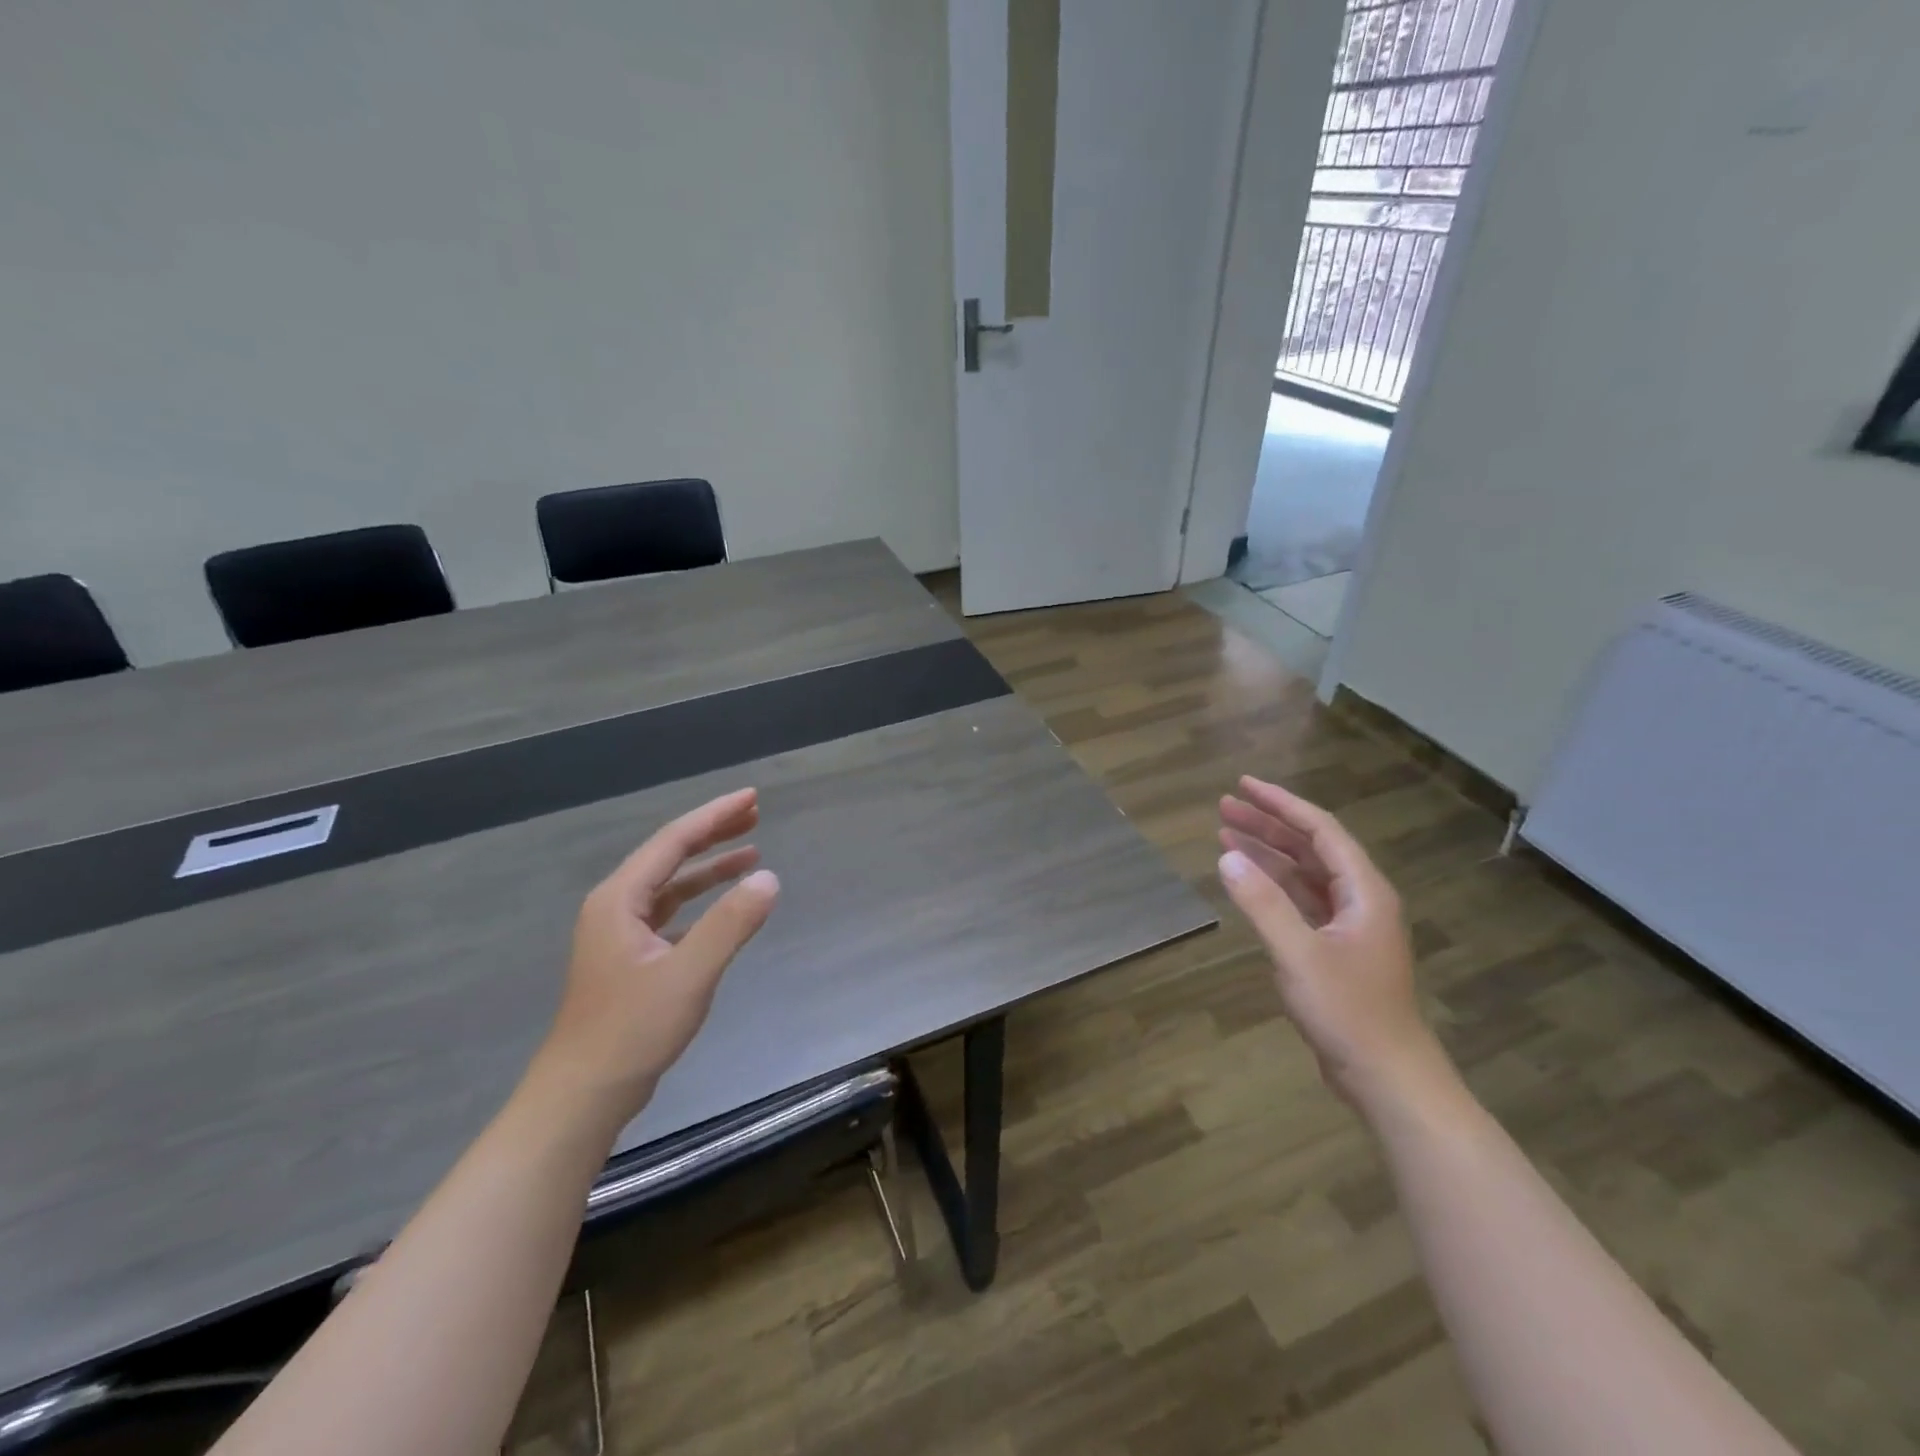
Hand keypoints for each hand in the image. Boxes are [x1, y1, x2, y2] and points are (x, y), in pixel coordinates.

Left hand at [539, 788, 778, 1119]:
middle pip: (670, 856)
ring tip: (752, 853)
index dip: (715, 816)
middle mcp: (615, 907)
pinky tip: (725, 907)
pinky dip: (701, 902)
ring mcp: (620, 934)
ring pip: (671, 886)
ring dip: (710, 868)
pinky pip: (671, 913)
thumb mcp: (689, 973)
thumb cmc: (632, 1030)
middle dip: (713, 833)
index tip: (752, 798)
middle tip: (756, 814)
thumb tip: (769, 879)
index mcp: (620, 899)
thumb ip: (730, 923)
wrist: (583, 1095)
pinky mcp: (630, 959)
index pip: (674, 841)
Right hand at [1217, 776, 1448, 1111]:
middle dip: (1268, 825)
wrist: (1387, 1077)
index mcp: (1364, 891)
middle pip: (1310, 848)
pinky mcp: (1335, 948)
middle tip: (1224, 808)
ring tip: (1224, 835)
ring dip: (1267, 854)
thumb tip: (1227, 857)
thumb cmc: (1349, 1012)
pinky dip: (1272, 887)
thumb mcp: (1299, 954)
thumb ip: (1262, 903)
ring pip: (1304, 875)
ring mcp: (1348, 925)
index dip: (1281, 804)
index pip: (1320, 830)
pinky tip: (1246, 882)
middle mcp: (1359, 899)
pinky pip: (1300, 902)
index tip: (1244, 786)